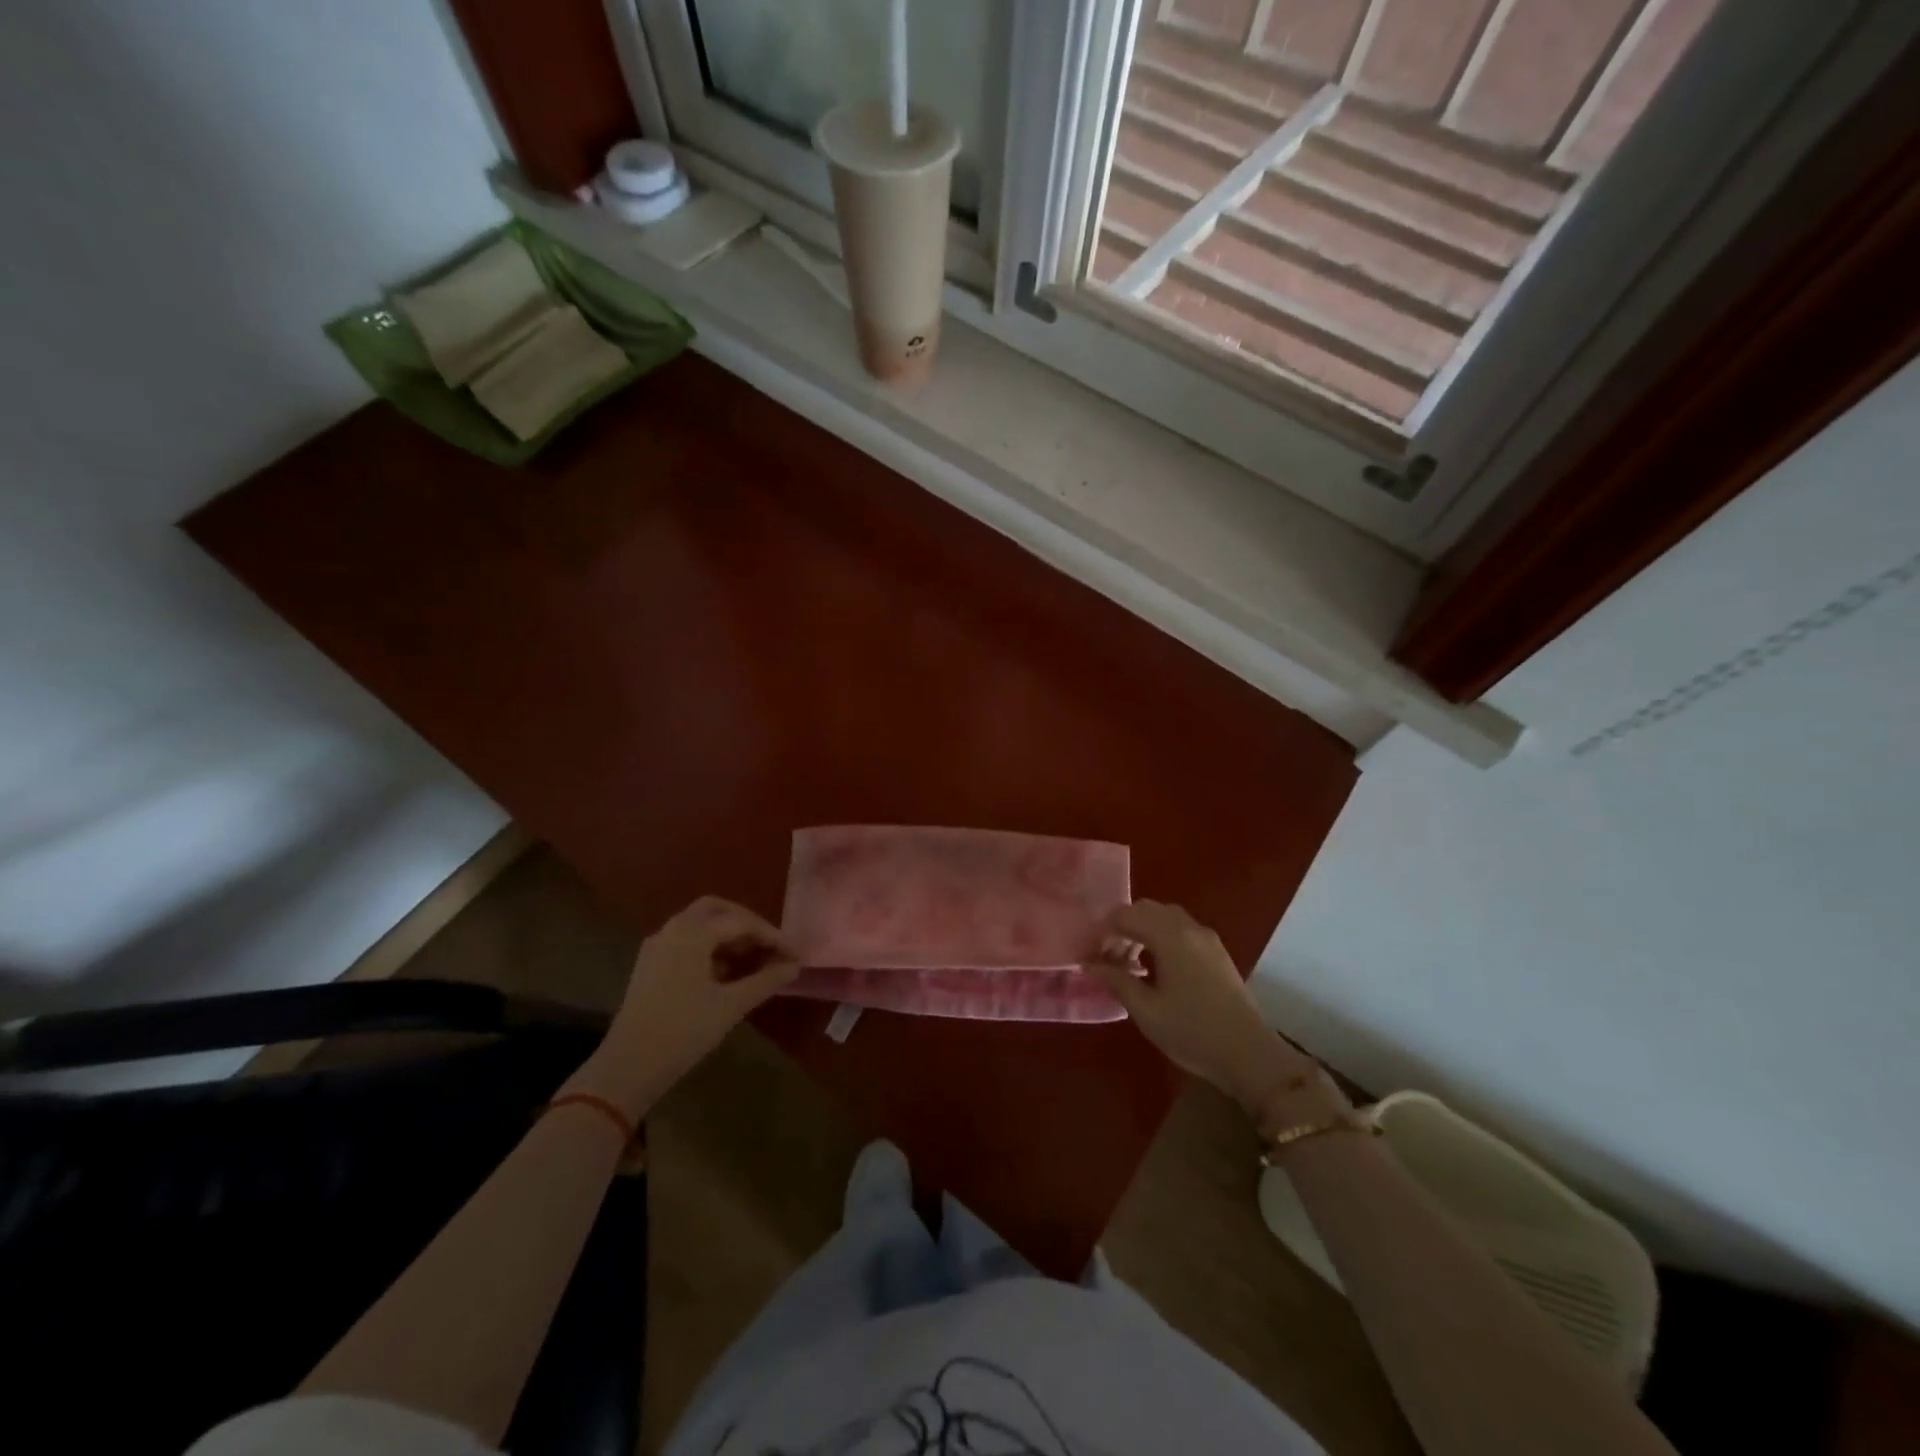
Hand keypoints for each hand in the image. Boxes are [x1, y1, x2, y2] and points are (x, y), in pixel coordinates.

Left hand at [580, 896, 798, 1116]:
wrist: (628, 1066)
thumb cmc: (684, 1031)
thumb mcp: (731, 1005)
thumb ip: (766, 980)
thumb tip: (795, 966)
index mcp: (693, 932)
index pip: (742, 922)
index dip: (772, 936)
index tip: (795, 954)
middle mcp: (673, 929)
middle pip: (717, 910)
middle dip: (747, 924)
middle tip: (770, 946)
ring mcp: (657, 946)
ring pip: (699, 925)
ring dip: (728, 935)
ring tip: (754, 960)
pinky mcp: (650, 965)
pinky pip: (686, 942)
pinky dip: (709, 947)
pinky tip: (725, 973)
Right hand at [1084, 900, 1326, 1119]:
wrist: (1250, 1056)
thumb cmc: (1192, 1032)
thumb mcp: (1146, 1010)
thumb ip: (1116, 981)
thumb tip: (1090, 964)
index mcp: (1169, 936)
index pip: (1125, 915)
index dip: (1103, 933)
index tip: (1092, 958)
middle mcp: (1189, 927)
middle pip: (1146, 909)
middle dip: (1122, 927)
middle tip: (1109, 959)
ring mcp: (1207, 938)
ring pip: (1165, 917)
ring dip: (1143, 931)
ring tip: (1131, 964)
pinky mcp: (1218, 952)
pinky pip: (1182, 930)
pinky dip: (1162, 937)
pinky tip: (1157, 969)